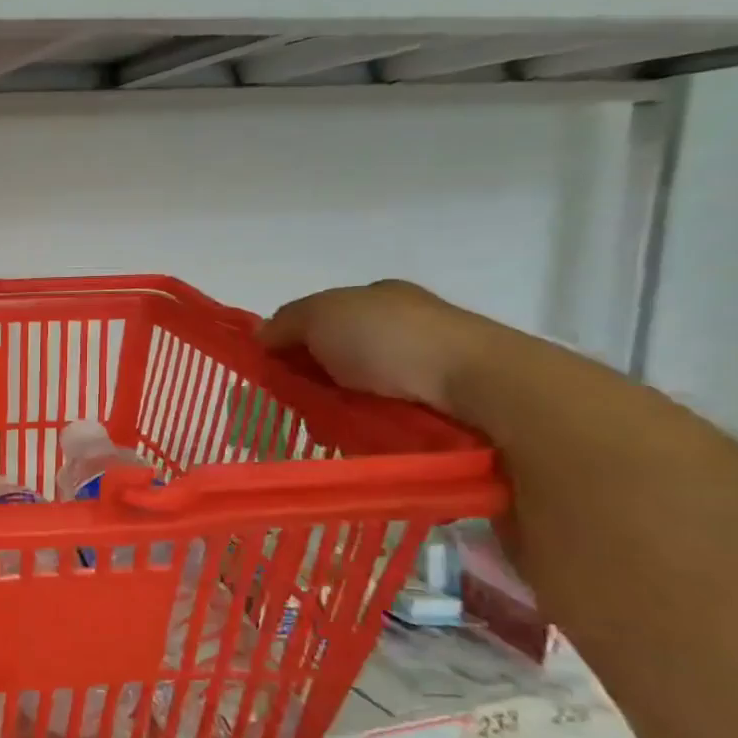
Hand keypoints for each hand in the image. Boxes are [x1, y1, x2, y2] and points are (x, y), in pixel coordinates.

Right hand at [258, 281, 495, 412]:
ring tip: (321, 430)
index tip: (270, 371)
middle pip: (330, 358)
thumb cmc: (391, 339)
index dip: (287, 343)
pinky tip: (349, 439)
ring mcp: (418, 368)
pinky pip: (376, 419)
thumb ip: (284, 322)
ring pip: (350, 392)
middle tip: (291, 405)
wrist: (476, 384)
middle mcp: (397, 328)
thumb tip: (262, 337)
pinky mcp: (432, 407)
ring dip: (330, 410)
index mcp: (375, 298)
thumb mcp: (321, 314)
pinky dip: (358, 428)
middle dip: (306, 382)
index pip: (316, 320)